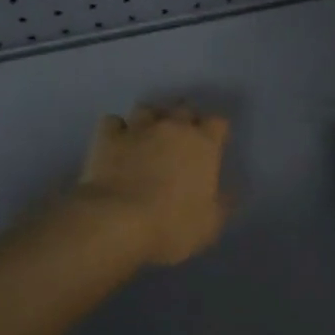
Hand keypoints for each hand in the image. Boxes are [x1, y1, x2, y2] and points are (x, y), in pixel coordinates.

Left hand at [76, 104, 230, 265]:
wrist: (116, 222)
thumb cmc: (171, 225)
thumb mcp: (210, 224)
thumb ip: (222, 204)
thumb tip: (227, 193)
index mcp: (203, 144)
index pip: (218, 122)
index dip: (216, 131)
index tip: (214, 145)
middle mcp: (172, 127)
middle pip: (184, 108)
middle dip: (185, 120)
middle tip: (182, 139)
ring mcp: (137, 128)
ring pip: (147, 109)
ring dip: (151, 119)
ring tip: (148, 135)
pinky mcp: (107, 137)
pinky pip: (113, 122)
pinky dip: (117, 129)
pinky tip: (117, 142)